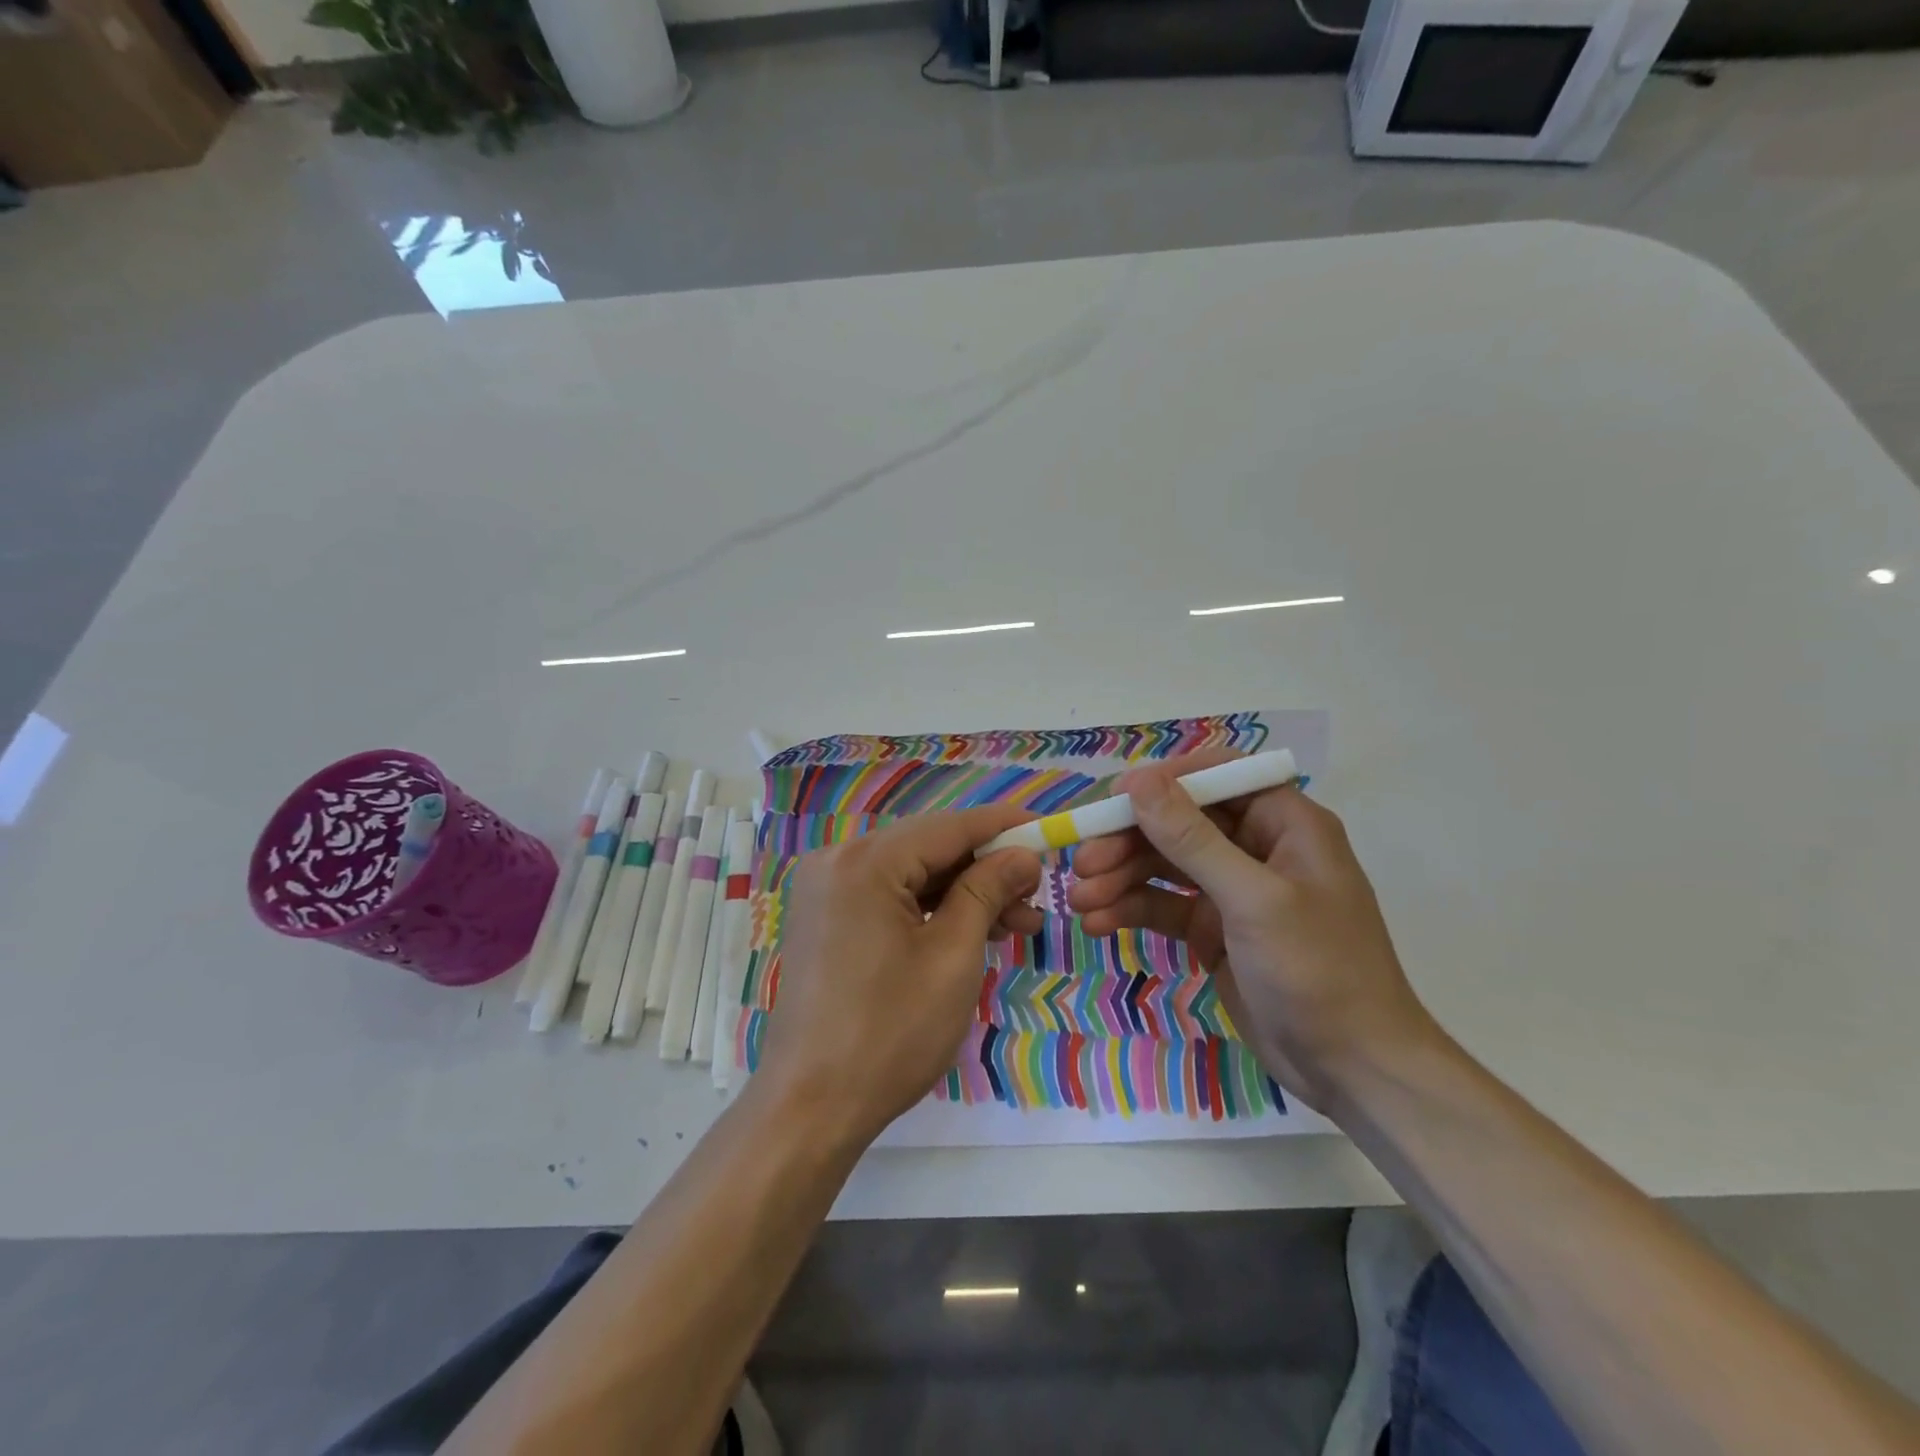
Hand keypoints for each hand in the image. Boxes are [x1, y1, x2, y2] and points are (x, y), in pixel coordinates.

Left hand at [758, 805, 1044, 1146]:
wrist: (810, 1107)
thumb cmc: (889, 1033)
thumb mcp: (953, 957)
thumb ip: (987, 891)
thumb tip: (1022, 854)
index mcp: (865, 861)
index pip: (949, 826)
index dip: (1004, 827)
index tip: (1049, 832)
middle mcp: (838, 860)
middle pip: (929, 847)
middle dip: (987, 868)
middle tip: (1037, 896)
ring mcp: (826, 890)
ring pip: (911, 873)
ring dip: (963, 892)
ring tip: (1016, 924)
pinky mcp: (825, 918)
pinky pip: (888, 896)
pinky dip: (930, 909)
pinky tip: (971, 930)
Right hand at [1068, 751, 1435, 1104]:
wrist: (1353, 1070)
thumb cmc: (1319, 971)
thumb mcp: (1254, 900)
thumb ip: (1192, 840)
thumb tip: (1139, 781)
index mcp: (1284, 823)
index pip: (1216, 777)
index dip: (1163, 783)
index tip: (1112, 801)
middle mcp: (1256, 847)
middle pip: (1179, 823)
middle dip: (1128, 840)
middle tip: (1082, 863)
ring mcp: (1232, 890)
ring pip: (1164, 865)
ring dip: (1119, 878)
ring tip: (1080, 901)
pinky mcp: (1214, 929)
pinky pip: (1164, 905)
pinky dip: (1130, 910)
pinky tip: (1098, 923)